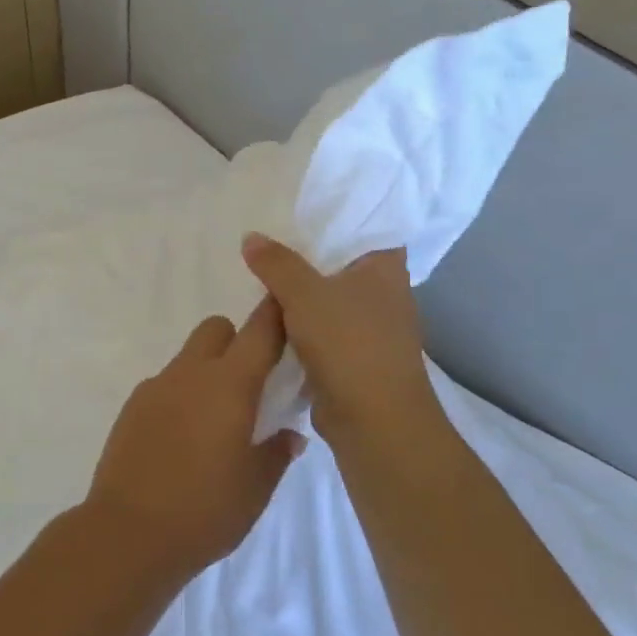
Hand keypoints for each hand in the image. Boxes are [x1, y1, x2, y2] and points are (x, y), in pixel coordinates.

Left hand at [85, 302, 305, 577]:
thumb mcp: (256, 487)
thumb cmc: (205, 510)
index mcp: (229, 384)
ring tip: (214, 423)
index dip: (276, 315)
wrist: (128, 532)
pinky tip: (181, 441)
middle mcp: (191, 373)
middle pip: (217, 328)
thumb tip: (289, 434)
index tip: (289, 314)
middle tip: (249, 386)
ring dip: (207, 372)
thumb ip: (277, 452)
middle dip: (236, 342)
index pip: (259, 331)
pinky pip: (165, 385)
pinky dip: (180, 397)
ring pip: (189, 357)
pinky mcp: (133, 405)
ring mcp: (156, 386)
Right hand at [240, 234, 436, 440]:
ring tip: (259, 280)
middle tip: (266, 245)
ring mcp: (371, 329)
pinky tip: (270, 322)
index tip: (299, 213)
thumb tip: (250, 237)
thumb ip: (275, 263)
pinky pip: (321, 332)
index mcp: (386, 268)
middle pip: (339, 265)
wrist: (374, 422)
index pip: (365, 228)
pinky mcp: (355, 359)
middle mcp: (385, 294)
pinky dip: (300, 328)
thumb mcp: (303, 293)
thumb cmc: (349, 343)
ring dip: (300, 297)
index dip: (334, 220)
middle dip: (305, 258)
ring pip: (328, 300)